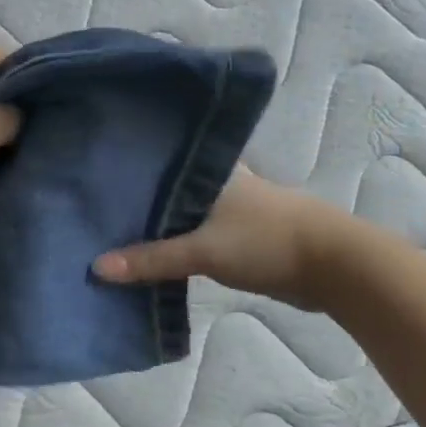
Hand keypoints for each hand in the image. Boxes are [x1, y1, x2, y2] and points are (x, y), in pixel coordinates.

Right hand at [92, 166, 334, 310]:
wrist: (333, 266)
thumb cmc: (265, 241)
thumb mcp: (202, 250)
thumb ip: (151, 259)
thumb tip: (96, 268)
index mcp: (209, 170)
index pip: (159, 158)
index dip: (128, 165)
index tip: (92, 172)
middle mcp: (218, 182)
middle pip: (169, 188)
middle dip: (138, 198)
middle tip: (93, 206)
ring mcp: (232, 208)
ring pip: (184, 213)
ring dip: (158, 224)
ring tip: (112, 231)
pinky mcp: (241, 236)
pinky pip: (197, 236)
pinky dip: (178, 244)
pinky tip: (152, 254)